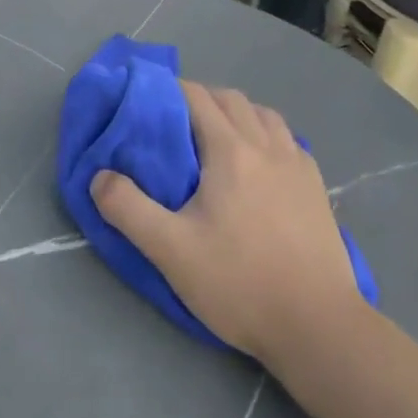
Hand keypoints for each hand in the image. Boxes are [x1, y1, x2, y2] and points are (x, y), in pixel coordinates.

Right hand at [91, 81, 362, 365]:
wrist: (319, 327)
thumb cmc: (240, 283)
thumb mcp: (171, 250)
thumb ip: (128, 209)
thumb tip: (99, 177)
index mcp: (229, 150)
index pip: (196, 96)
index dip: (170, 90)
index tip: (148, 100)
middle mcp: (265, 145)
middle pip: (231, 98)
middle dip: (201, 98)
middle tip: (177, 123)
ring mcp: (297, 164)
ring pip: (264, 115)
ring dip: (237, 113)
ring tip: (219, 139)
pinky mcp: (317, 188)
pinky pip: (288, 140)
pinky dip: (267, 135)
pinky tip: (261, 164)